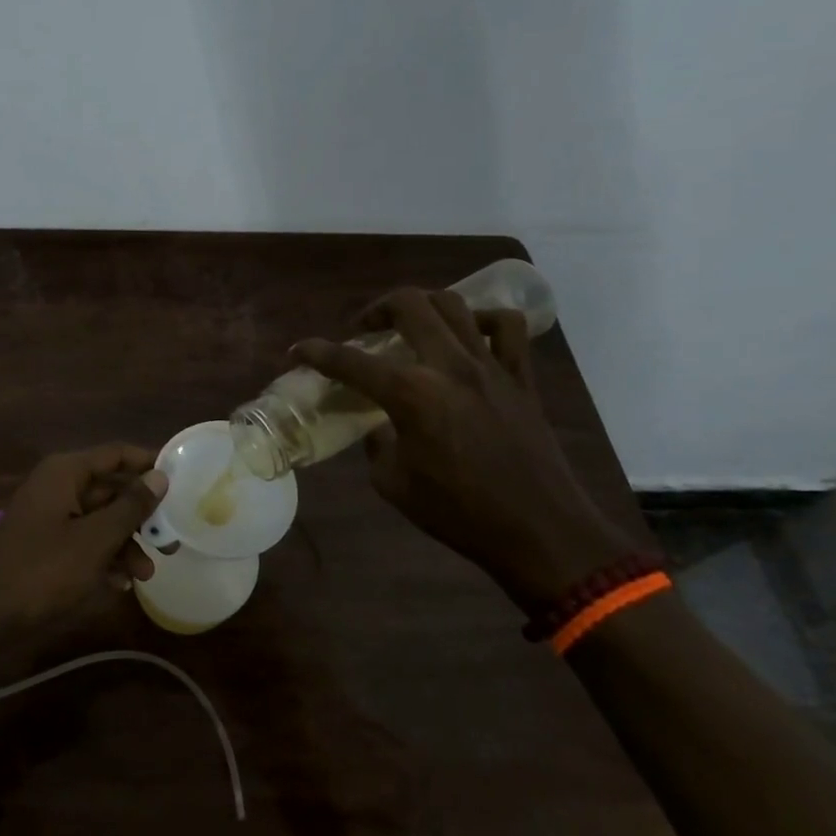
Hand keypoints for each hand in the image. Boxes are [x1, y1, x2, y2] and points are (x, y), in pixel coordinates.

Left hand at [0, 444, 168, 638]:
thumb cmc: (42, 571)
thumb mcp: (95, 540)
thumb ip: (130, 507)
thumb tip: (160, 477)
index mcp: (64, 473)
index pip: (115, 454)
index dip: (147, 463)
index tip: (180, 479)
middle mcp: (56, 486)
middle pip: (109, 490)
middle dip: (140, 516)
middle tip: (171, 540)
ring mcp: (47, 517)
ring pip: (98, 520)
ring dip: (124, 544)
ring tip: (146, 575)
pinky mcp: (43, 546)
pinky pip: (82, 542)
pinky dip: (102, 558)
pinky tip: (119, 585)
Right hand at [293, 289, 633, 610]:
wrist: (539, 531)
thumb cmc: (458, 513)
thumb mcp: (393, 483)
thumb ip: (377, 445)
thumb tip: (379, 427)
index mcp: (411, 394)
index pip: (349, 361)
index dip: (315, 352)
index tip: (297, 350)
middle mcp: (449, 366)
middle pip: (408, 305)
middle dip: (375, 309)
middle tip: (364, 330)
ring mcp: (490, 366)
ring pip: (455, 305)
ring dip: (424, 307)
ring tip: (412, 326)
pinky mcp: (521, 377)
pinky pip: (506, 328)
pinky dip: (484, 321)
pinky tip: (470, 337)